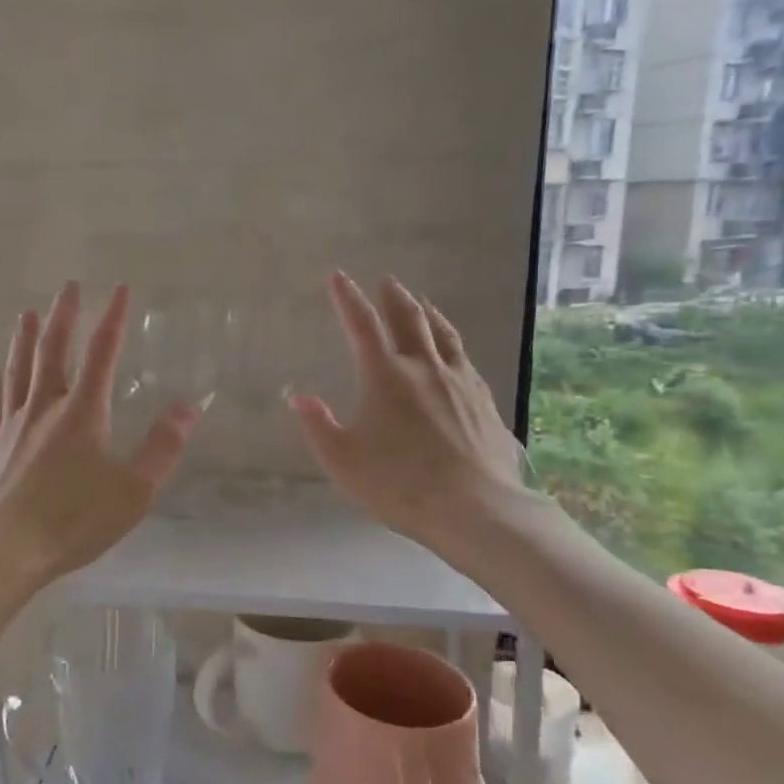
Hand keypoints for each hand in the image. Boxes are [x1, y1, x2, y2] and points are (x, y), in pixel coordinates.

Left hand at [0, 282, 198, 587]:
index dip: (112, 318)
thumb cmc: (71, 522)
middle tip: (68, 286)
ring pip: (17, 371)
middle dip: (63, 316)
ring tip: (26, 313)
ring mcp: (10, 427)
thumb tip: (187, 406)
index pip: (102, 353)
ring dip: (23, 339)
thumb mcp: (132, 492)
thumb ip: (161, 448)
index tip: (119, 288)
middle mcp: (43, 409)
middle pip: (52, 351)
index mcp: (81, 414)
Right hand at [290, 272, 529, 560]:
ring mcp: (459, 382)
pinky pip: (464, 359)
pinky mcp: (484, 401)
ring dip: (428, 313)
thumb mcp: (342, 460)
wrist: (475, 507)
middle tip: (387, 281)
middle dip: (393, 298)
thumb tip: (299, 396)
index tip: (338, 277)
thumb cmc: (398, 483)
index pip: (362, 326)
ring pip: (443, 334)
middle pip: (409, 320)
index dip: (348, 299)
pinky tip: (453, 352)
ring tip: (422, 302)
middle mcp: (424, 368)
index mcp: (385, 376)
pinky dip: (451, 344)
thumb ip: (318, 425)